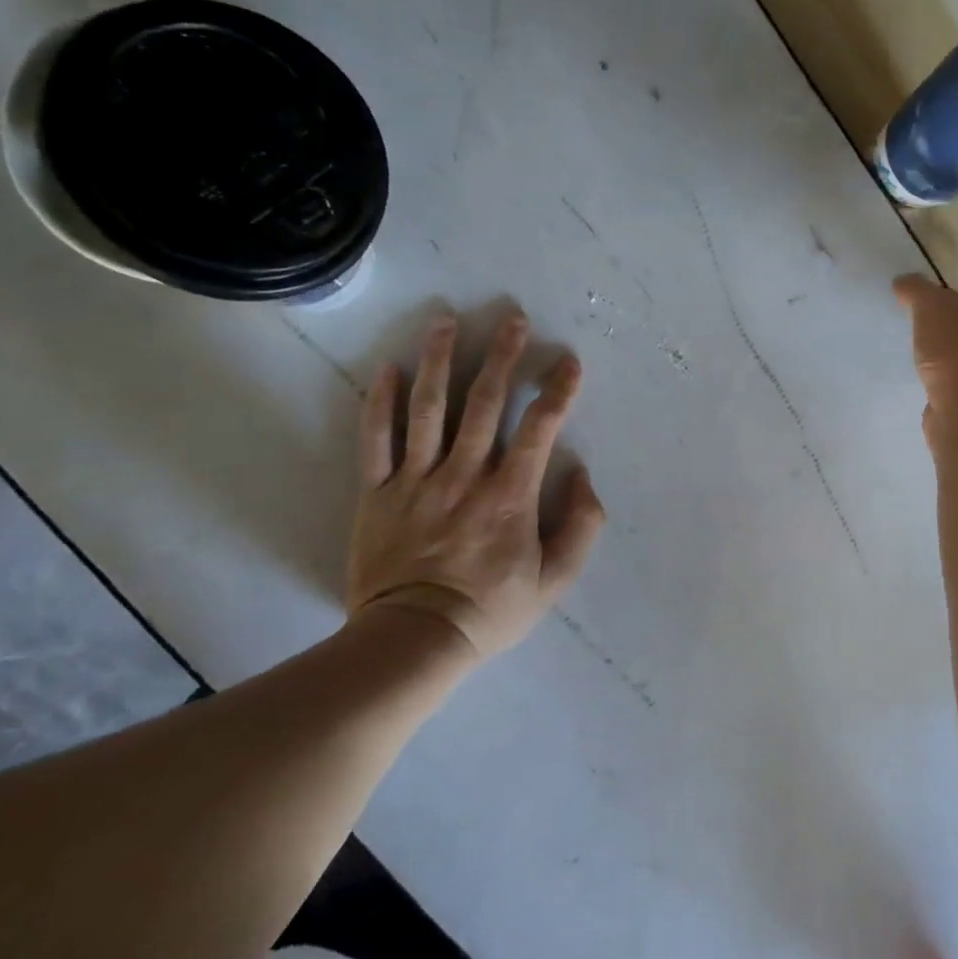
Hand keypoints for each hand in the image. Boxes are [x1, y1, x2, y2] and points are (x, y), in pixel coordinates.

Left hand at [347, 312, 604, 662]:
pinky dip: (380, 402)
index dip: (558, 391)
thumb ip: (581, 526)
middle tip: (513, 317)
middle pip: (484, 402)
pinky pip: (375, 439)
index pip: (540, 428)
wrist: (414, 640)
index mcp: (510, 495)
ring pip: (428, 408)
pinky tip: (389, 368)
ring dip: (440, 359)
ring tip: (447, 320)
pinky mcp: (376, 493)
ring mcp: (415, 480)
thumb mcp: (556, 580)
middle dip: (503, 356)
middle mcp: (464, 475)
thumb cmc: (491, 609)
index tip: (569, 362)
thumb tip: (582, 476)